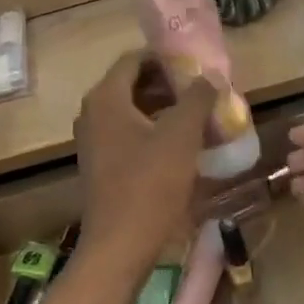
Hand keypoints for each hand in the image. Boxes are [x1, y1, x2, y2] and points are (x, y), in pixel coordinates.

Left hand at [76, 52, 216, 266]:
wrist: (120, 245)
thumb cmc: (149, 185)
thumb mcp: (181, 136)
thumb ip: (197, 98)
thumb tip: (210, 75)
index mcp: (105, 98)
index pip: (135, 59)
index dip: (167, 58)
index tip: (199, 66)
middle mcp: (93, 114)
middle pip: (134, 85)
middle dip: (170, 85)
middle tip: (205, 91)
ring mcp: (95, 142)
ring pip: (133, 112)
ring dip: (165, 110)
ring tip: (201, 116)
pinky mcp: (102, 166)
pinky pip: (130, 136)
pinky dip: (155, 133)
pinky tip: (183, 146)